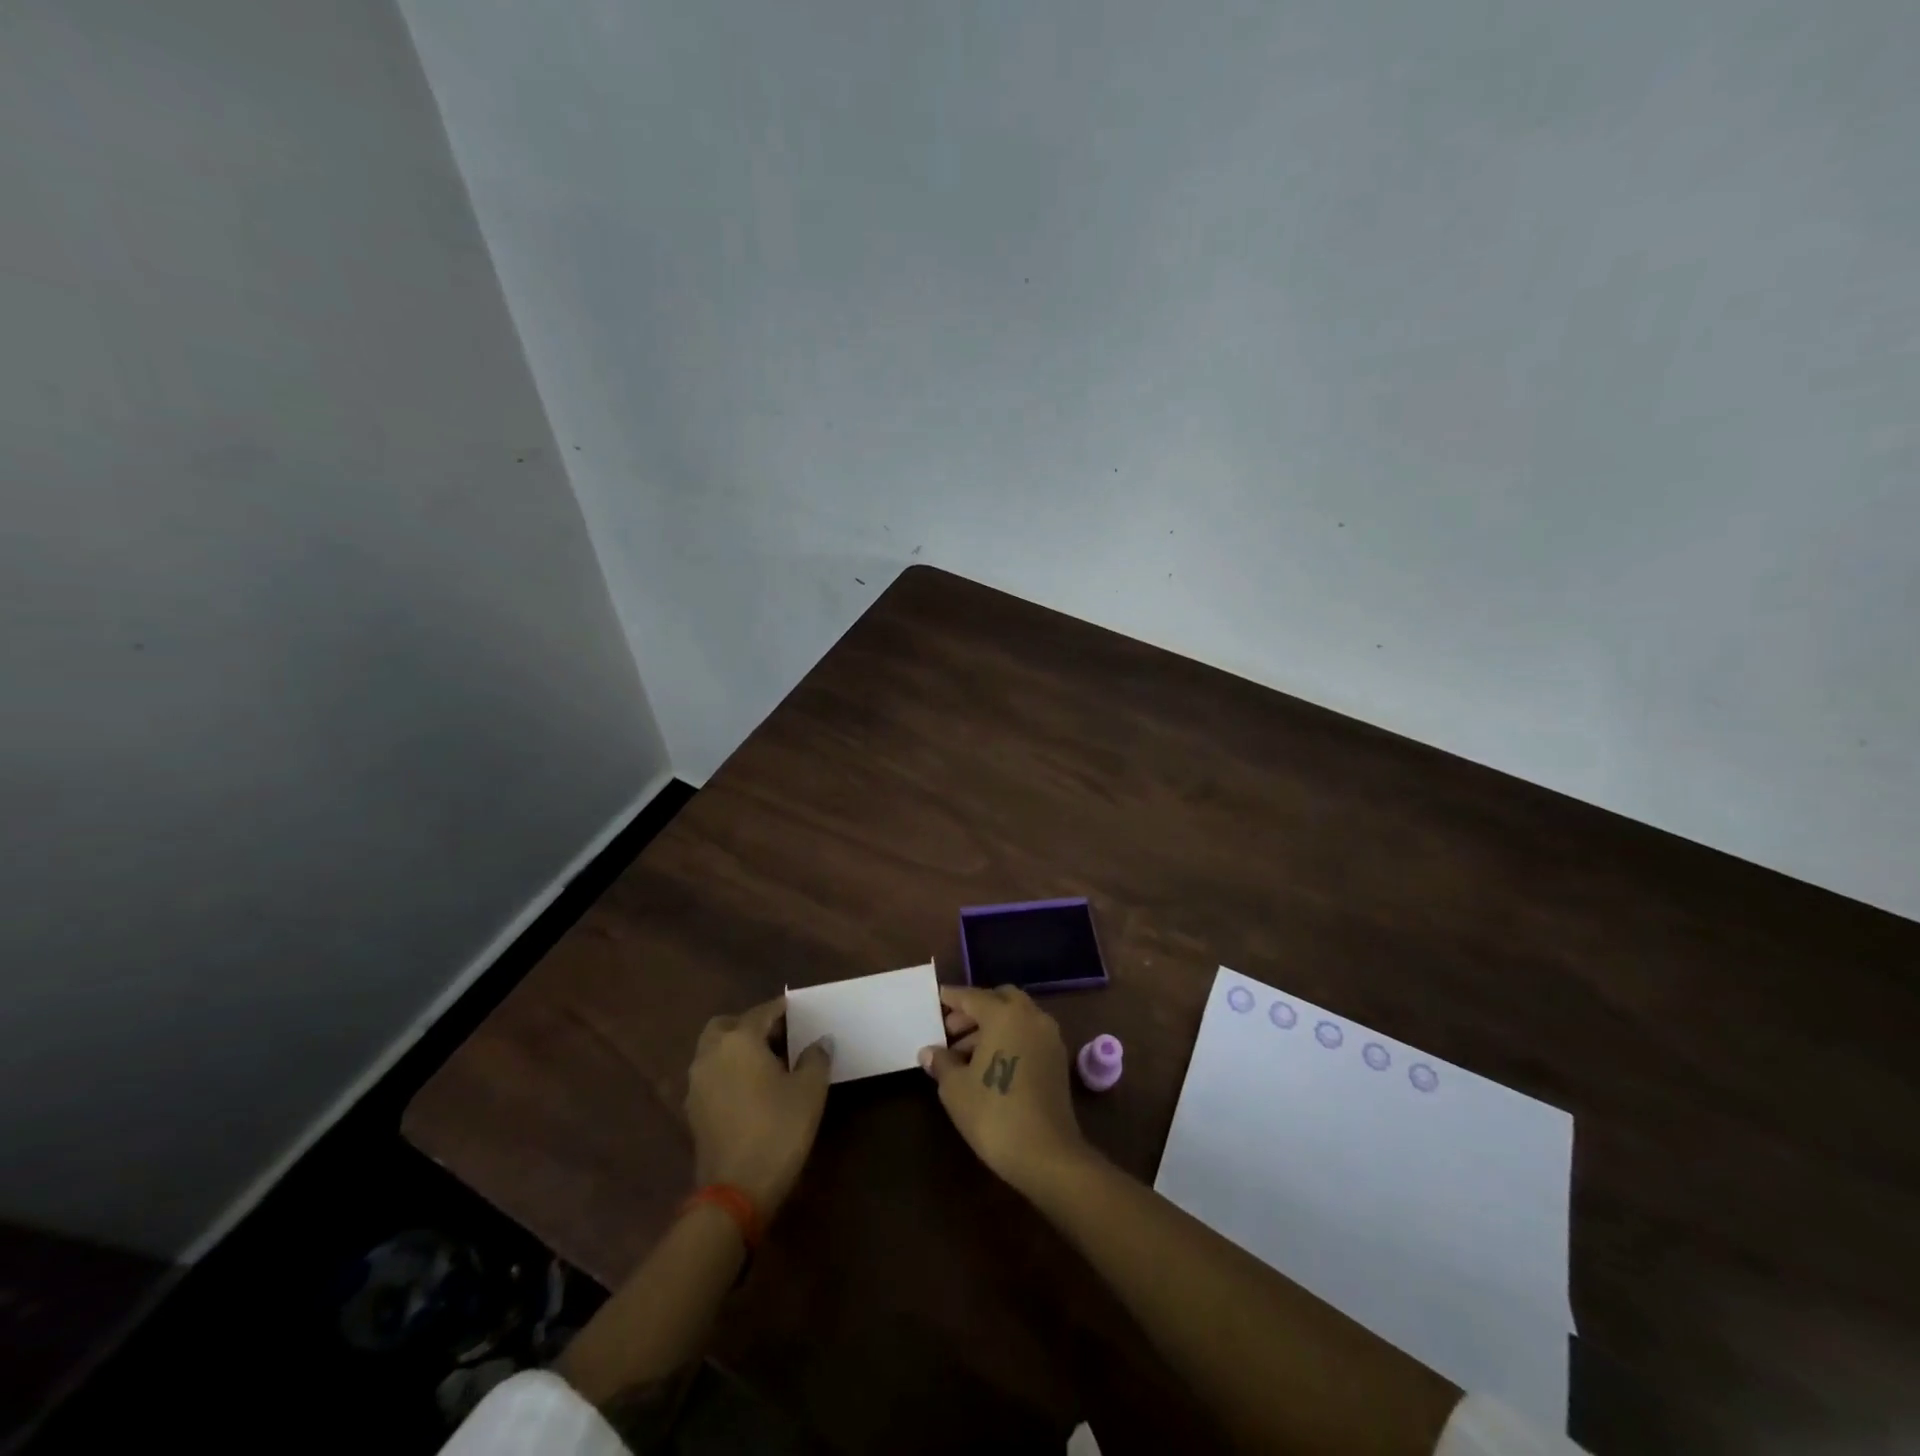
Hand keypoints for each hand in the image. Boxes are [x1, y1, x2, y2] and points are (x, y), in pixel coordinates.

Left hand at [686, 998, 831, 1214]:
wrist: (736, 1190)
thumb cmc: (778, 1129)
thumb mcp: (809, 1090)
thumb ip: (816, 1058)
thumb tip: (820, 1042)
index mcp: (739, 1040)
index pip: (761, 1012)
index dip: (781, 1009)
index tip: (797, 1011)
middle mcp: (711, 1054)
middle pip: (726, 1026)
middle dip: (748, 1025)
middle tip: (776, 1036)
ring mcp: (697, 1084)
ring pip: (714, 1051)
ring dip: (735, 1049)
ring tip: (766, 1063)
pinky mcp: (693, 1111)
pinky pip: (711, 1075)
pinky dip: (727, 1072)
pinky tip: (750, 1089)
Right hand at [919, 984, 1090, 1194]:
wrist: (1046, 1154)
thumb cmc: (993, 1114)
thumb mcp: (955, 1088)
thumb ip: (942, 1062)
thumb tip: (929, 1052)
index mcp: (1004, 1014)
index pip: (972, 996)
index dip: (952, 998)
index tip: (937, 999)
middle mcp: (1031, 1016)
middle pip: (999, 999)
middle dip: (974, 1010)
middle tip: (951, 1030)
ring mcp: (1049, 1037)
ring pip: (1016, 1017)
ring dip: (992, 1026)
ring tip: (965, 1053)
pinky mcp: (1058, 1059)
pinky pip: (1029, 1034)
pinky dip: (1010, 1038)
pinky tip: (991, 1064)